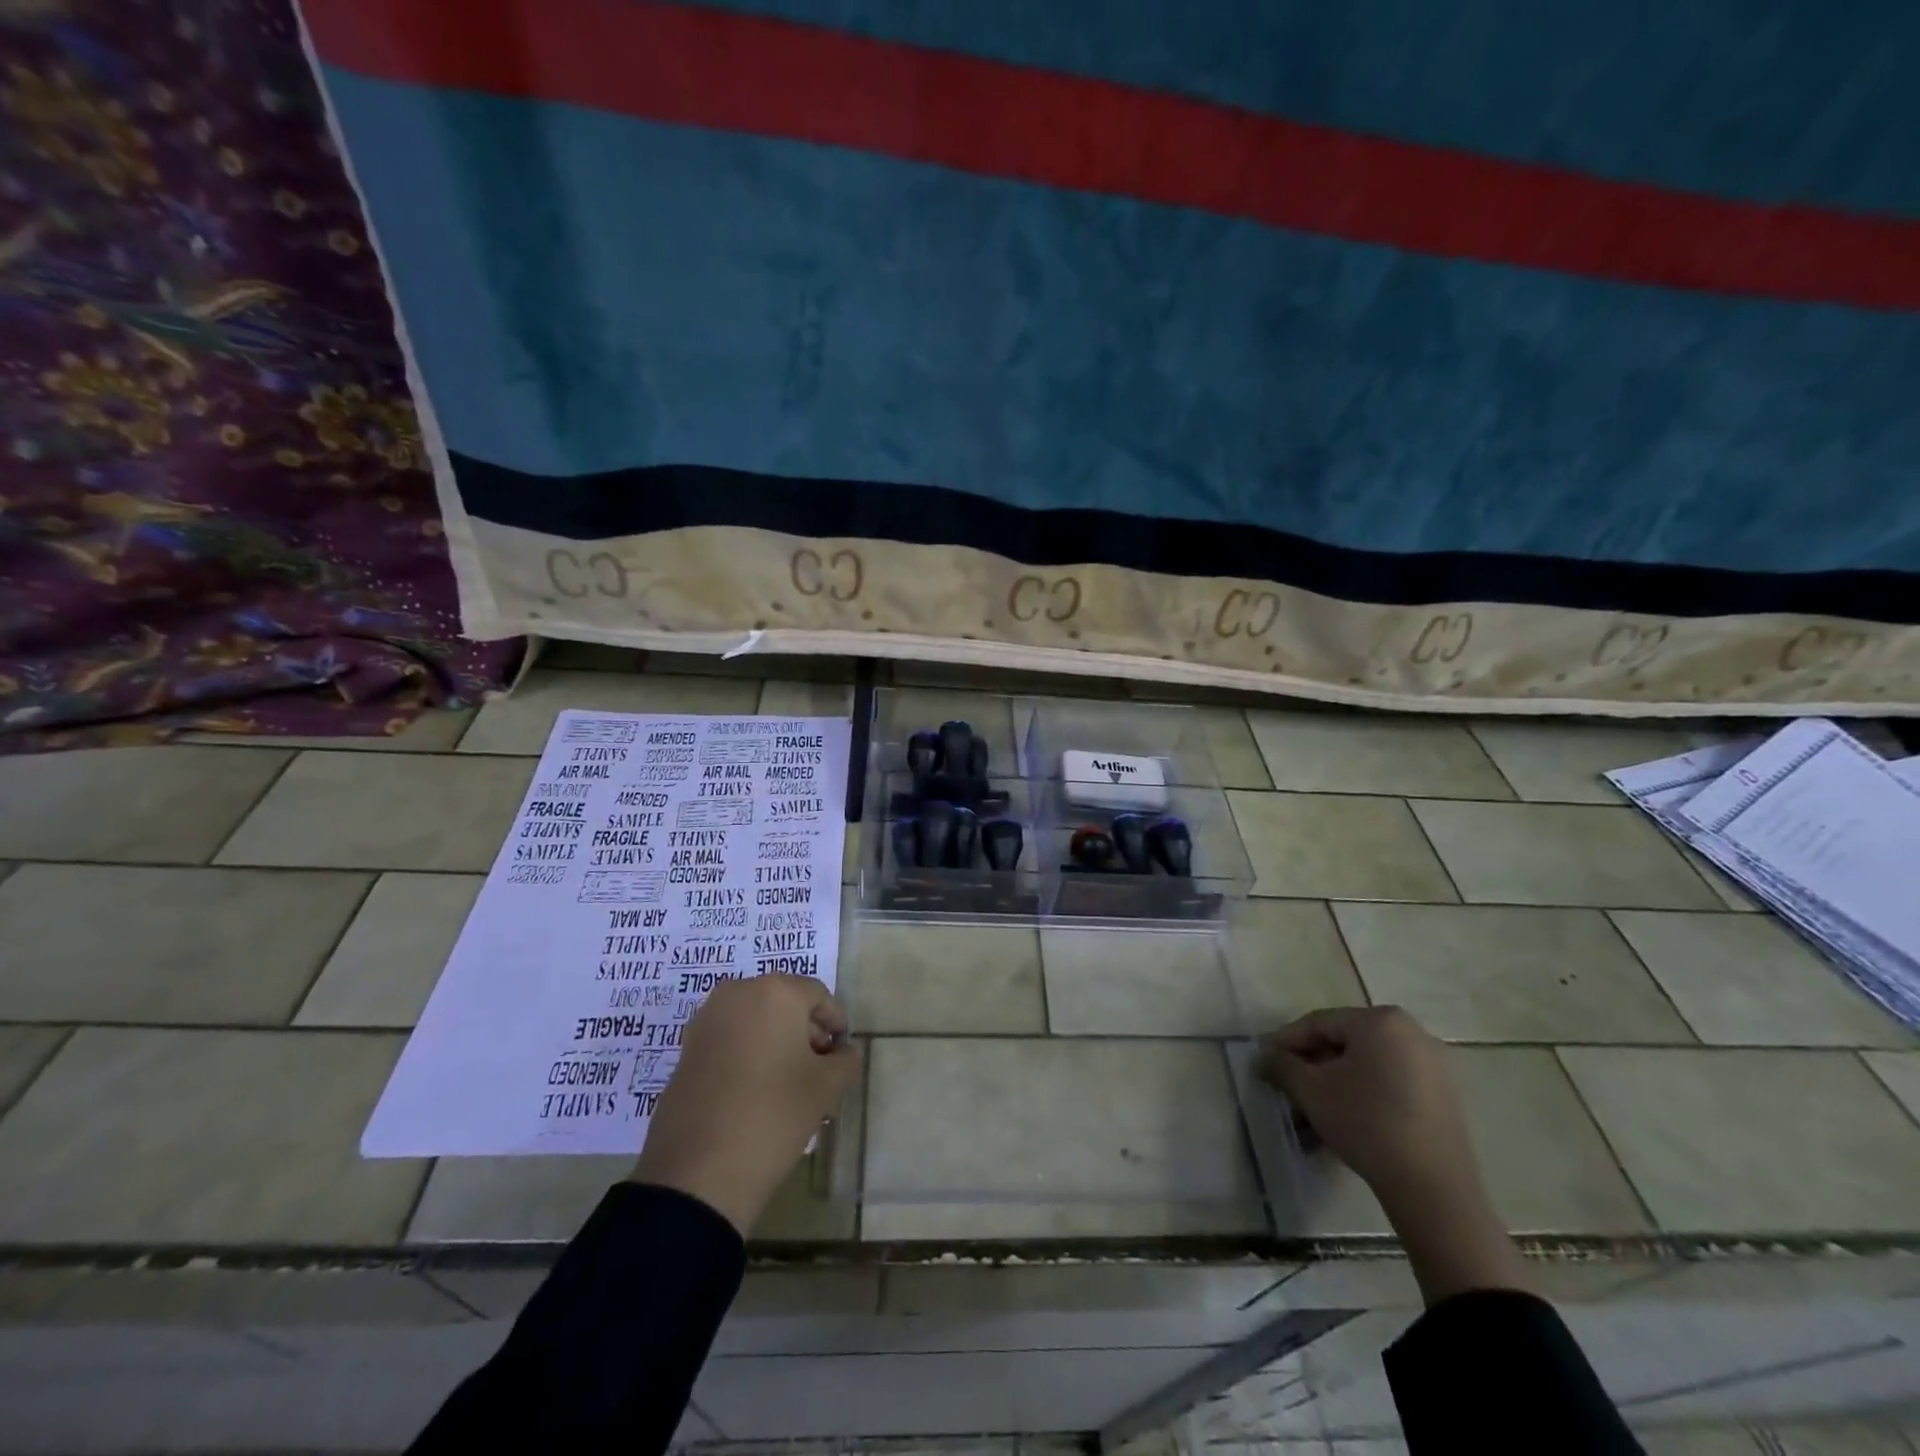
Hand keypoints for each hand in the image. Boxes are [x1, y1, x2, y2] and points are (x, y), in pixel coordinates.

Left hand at [629, 976, 860, 1236]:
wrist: (698, 1172)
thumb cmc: (774, 1114)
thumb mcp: (826, 1088)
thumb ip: (845, 1060)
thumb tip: (842, 1051)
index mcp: (776, 992)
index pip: (818, 996)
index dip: (835, 1023)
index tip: (840, 1055)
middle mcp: (739, 992)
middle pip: (784, 1003)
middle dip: (804, 1031)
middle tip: (818, 1069)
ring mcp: (707, 1019)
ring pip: (755, 1019)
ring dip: (775, 1041)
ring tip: (786, 1082)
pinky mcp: (687, 1048)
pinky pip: (730, 1037)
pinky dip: (747, 1052)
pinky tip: (755, 1090)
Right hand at [1258, 1005, 1531, 1302]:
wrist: (1433, 1189)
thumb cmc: (1366, 1123)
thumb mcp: (1311, 1091)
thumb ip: (1282, 1065)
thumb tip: (1263, 1056)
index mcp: (1379, 1020)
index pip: (1318, 1023)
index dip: (1286, 1042)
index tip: (1264, 1061)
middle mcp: (1410, 1032)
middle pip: (1344, 1043)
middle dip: (1311, 1066)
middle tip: (1287, 1087)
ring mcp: (1432, 1065)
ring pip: (1366, 1066)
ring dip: (1334, 1084)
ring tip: (1310, 1111)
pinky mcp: (1442, 1096)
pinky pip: (1389, 1084)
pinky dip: (1362, 1095)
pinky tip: (1343, 1121)